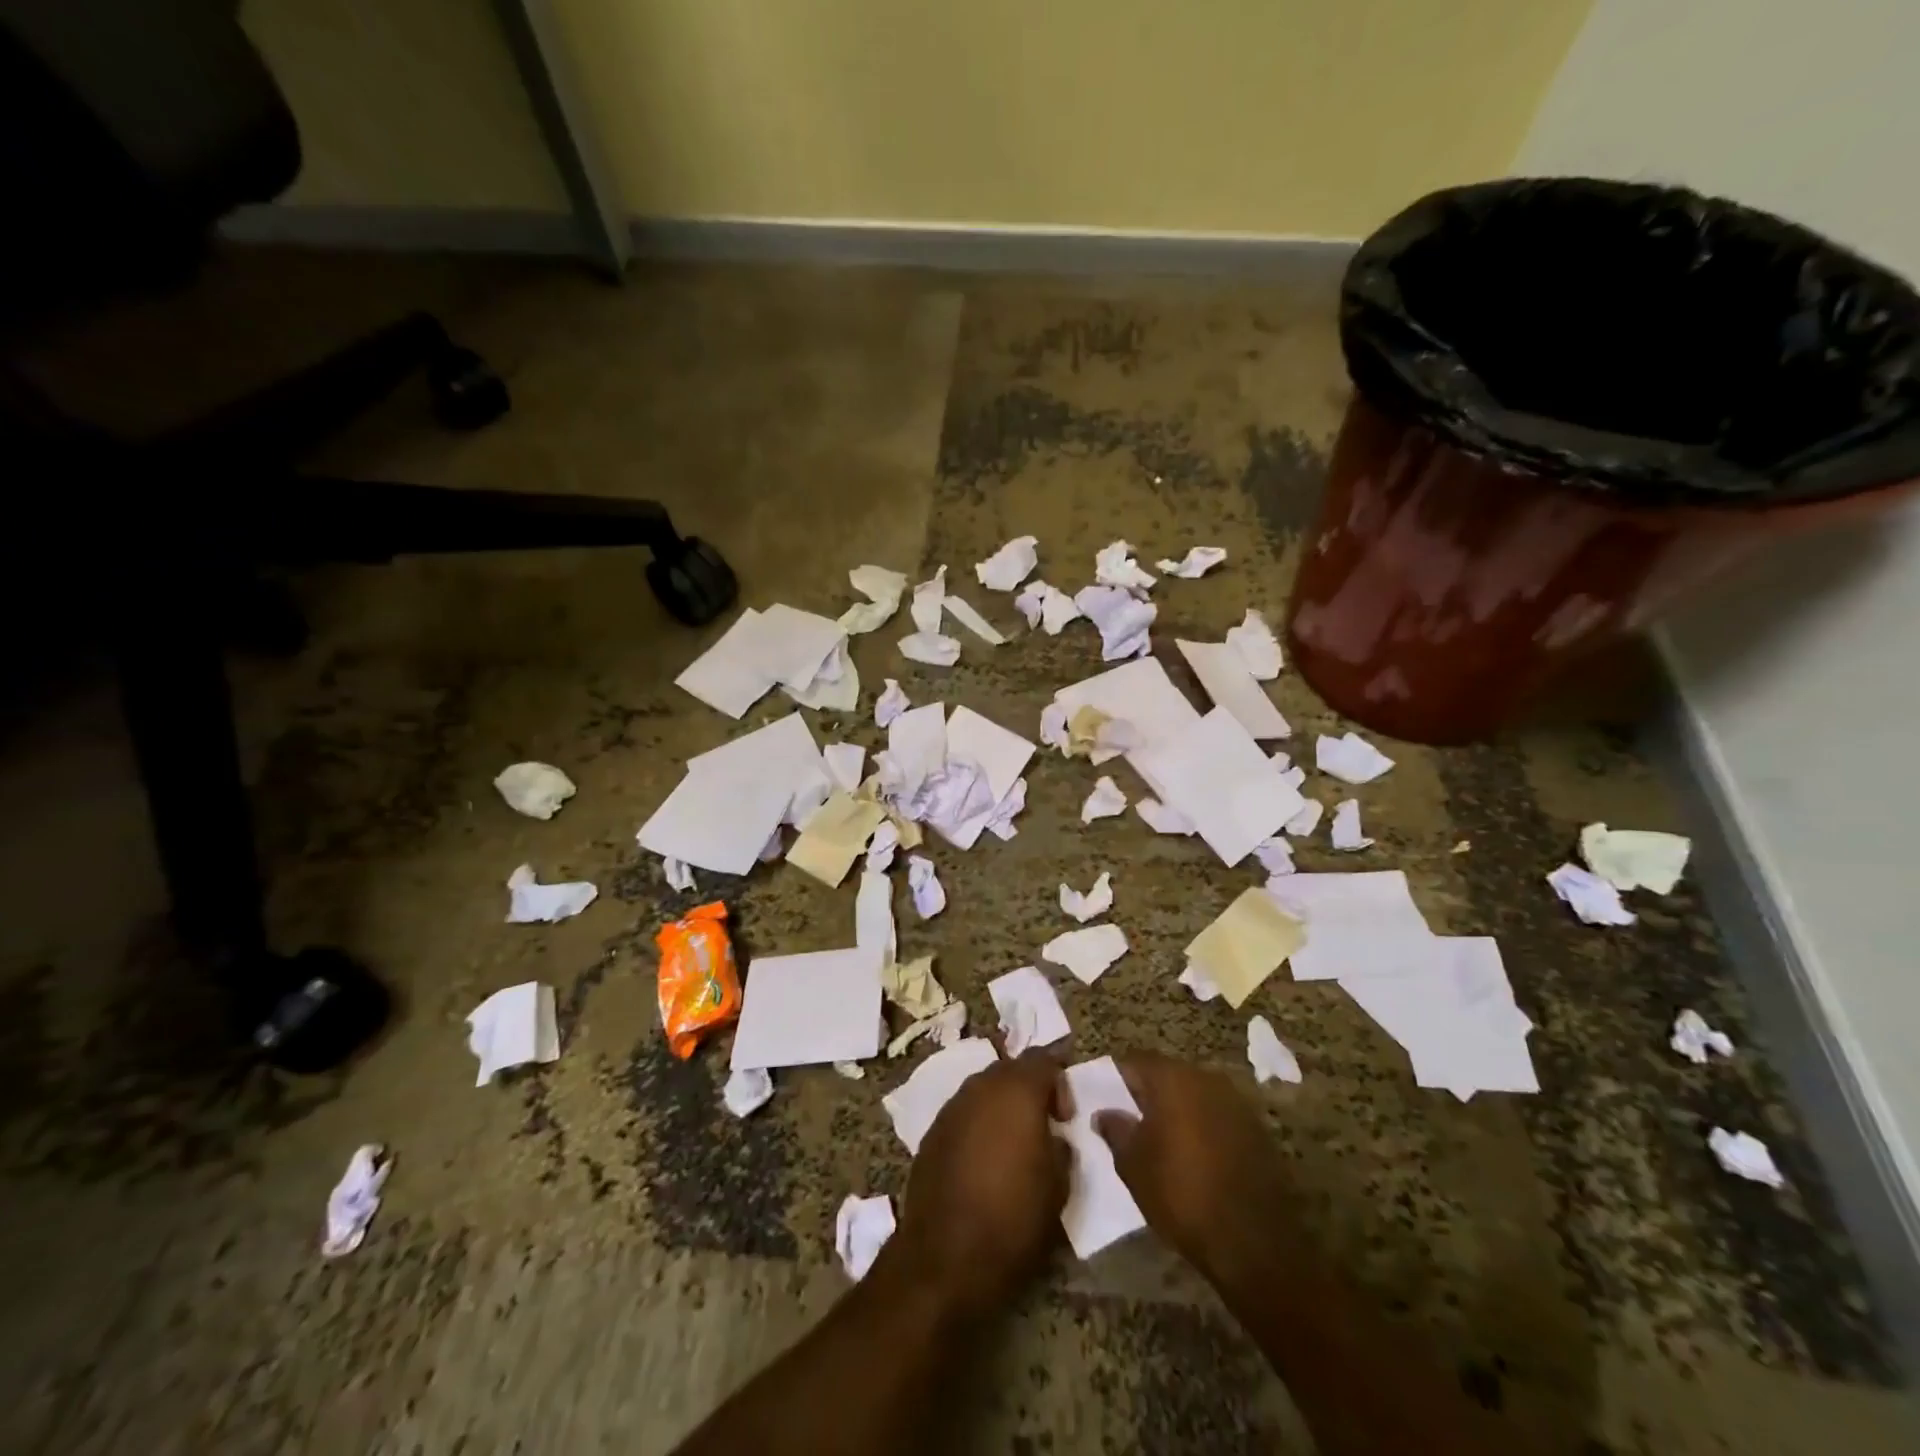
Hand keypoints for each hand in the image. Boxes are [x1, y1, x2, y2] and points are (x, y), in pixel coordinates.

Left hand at [889, 1051, 1068, 1319]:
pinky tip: (984, 1160)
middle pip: (1011, 1070)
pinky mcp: (932, 1132)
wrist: (946, 1257)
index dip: (1060, 1082)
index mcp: (1017, 1090)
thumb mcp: (1059, 1186)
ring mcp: (952, 1107)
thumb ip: (1062, 1148)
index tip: (1066, 1118)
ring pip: (984, 1090)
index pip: (1043, 1059)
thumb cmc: (1014, 1218)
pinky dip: (979, 1125)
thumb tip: (1054, 1137)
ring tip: (1014, 1144)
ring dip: (1002, 1107)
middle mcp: (981, 1086)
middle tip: (1043, 1126)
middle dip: (1030, 1090)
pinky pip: (964, 1114)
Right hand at [1093, 1052, 1294, 1284]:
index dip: (1117, 1079)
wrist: (1254, 1241)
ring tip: (1164, 1141)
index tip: (1105, 1100)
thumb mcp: (1133, 1165)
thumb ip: (1116, 1130)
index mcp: (1172, 1078)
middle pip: (1168, 1075)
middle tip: (1132, 1121)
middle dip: (1149, 1094)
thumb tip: (1104, 1113)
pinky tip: (1196, 1156)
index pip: (1135, 1062)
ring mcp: (1236, 1103)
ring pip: (1195, 1096)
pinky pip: (1218, 1117)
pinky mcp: (1257, 1129)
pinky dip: (1203, 1128)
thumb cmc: (1182, 1193)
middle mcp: (1206, 1078)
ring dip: (1179, 1111)